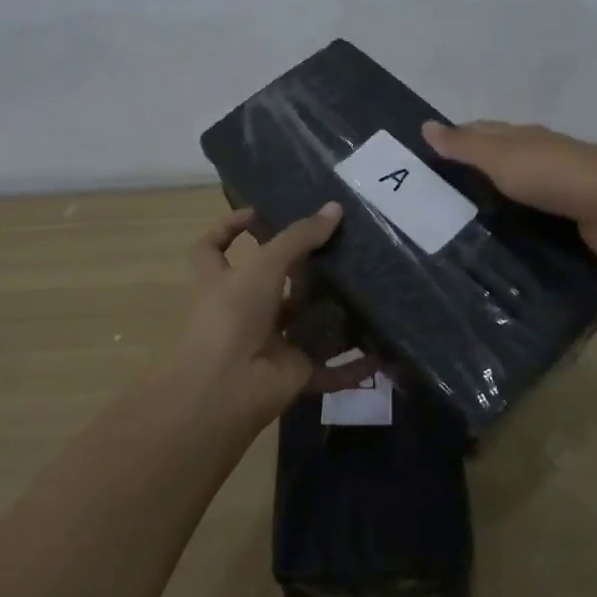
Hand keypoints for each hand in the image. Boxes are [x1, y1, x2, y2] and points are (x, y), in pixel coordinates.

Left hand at [170, 203, 377, 426]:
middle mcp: (244, 311)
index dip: (229, 228)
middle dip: (302, 270)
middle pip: (272, 286)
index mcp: (222, 283)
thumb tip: (334, 208)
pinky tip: (382, 354)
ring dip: (332, 314)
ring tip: (368, 289)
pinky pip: (330, 369)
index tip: (258, 214)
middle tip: (339, 248)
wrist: (226, 388)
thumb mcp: (263, 265)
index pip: (214, 248)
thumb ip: (299, 238)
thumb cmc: (232, 315)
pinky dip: (353, 366)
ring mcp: (269, 344)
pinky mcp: (293, 373)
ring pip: (305, 325)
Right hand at [422, 119, 596, 263]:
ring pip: (511, 196)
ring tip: (450, 231)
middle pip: (495, 164)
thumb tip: (425, 125)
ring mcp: (554, 192)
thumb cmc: (555, 175)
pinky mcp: (566, 222)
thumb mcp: (501, 157)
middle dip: (467, 177)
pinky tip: (491, 246)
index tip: (421, 161)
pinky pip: (528, 223)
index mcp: (522, 138)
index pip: (480, 133)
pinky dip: (510, 229)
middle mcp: (538, 160)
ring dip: (488, 206)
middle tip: (429, 205)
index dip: (453, 140)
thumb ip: (465, 146)